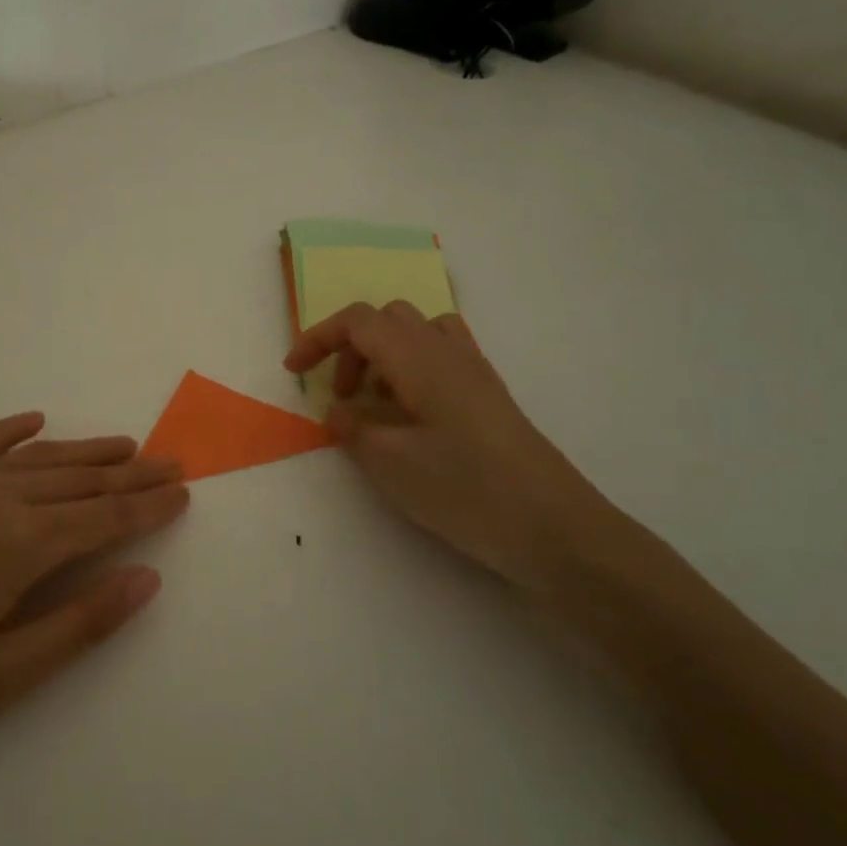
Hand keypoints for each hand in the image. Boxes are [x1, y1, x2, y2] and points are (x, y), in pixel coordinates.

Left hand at [0, 413, 187, 763]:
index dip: (149, 505)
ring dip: (87, 449)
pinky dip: (13, 431)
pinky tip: (35, 422)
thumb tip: (147, 578)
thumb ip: (82, 623)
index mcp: (24, 545)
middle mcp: (0, 499)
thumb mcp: (4, 675)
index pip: (106, 516)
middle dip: (132, 472)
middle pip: (82, 479)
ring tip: (125, 444)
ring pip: (40, 457)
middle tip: (172, 462)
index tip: (183, 491)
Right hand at [284, 302, 608, 593]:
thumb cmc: (465, 490)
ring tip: (376, 404)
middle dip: (350, 348)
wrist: (552, 526)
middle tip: (341, 397)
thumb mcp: (391, 464)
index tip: (294, 372)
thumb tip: (337, 411)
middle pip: (386, 319)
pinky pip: (442, 354)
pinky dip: (412, 367)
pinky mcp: (489, 394)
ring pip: (416, 332)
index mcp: (419, 358)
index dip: (318, 338)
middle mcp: (448, 351)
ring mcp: (474, 370)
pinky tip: (412, 414)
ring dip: (383, 356)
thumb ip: (352, 429)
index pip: (358, 321)